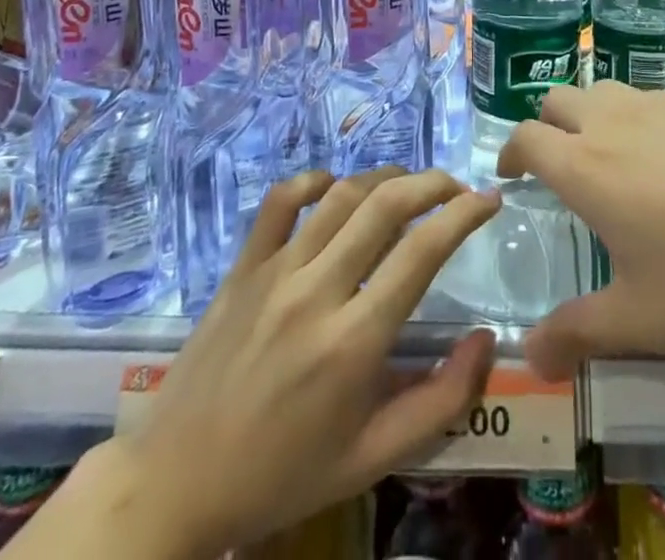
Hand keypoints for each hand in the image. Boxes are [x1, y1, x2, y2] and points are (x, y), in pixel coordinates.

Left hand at [60, 169, 501, 559]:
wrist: (174, 486)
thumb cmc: (282, 476)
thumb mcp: (371, 459)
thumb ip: (441, 403)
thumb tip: (486, 339)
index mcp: (352, 342)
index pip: (422, 251)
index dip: (464, 214)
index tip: (490, 199)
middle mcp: (316, 291)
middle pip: (386, 206)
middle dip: (434, 183)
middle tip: (458, 186)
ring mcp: (274, 272)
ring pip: (340, 195)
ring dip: (384, 177)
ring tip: (410, 185)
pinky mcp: (241, 267)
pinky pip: (278, 202)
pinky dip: (312, 181)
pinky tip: (335, 186)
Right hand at [499, 83, 664, 377]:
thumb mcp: (643, 320)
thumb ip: (579, 334)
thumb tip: (531, 356)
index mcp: (586, 167)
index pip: (526, 138)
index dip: (510, 152)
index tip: (511, 172)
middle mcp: (615, 121)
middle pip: (559, 99)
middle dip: (547, 125)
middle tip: (559, 163)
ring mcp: (662, 103)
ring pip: (607, 91)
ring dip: (593, 115)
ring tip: (615, 157)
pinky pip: (654, 98)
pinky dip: (642, 117)